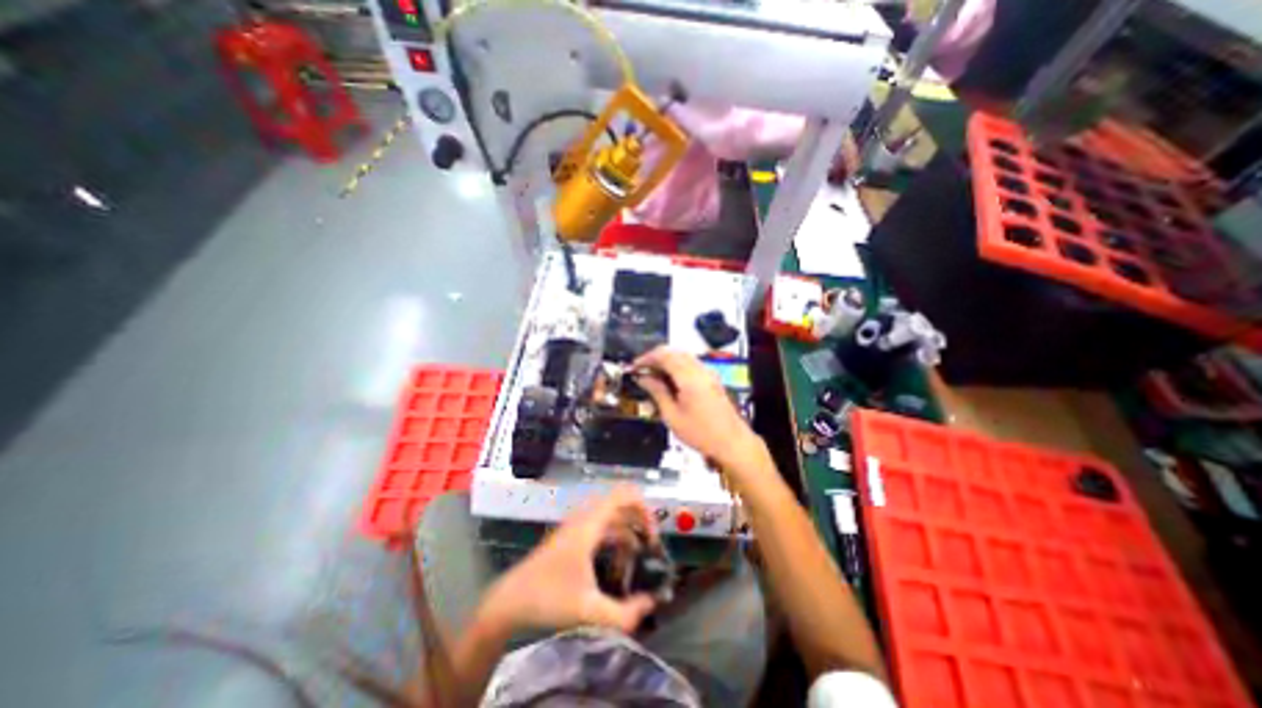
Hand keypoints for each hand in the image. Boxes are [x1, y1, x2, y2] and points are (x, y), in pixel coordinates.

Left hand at [478, 488, 659, 631]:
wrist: (509, 602)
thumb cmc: (547, 599)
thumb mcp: (589, 610)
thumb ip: (625, 613)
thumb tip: (651, 604)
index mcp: (590, 523)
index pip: (623, 494)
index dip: (644, 508)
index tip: (653, 535)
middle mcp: (585, 518)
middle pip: (620, 505)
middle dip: (639, 522)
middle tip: (651, 547)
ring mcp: (578, 527)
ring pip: (612, 519)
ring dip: (627, 535)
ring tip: (638, 561)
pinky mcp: (573, 538)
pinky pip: (602, 530)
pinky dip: (615, 542)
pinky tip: (618, 568)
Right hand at [632, 349, 767, 476]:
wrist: (732, 442)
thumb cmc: (700, 433)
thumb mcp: (672, 416)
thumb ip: (657, 392)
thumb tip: (643, 378)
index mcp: (689, 377)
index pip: (664, 355)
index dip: (647, 358)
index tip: (634, 366)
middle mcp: (700, 369)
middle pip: (674, 351)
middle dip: (655, 357)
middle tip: (641, 371)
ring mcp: (708, 372)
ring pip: (683, 356)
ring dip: (666, 361)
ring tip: (652, 376)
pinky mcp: (712, 378)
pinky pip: (691, 363)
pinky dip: (677, 366)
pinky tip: (669, 380)